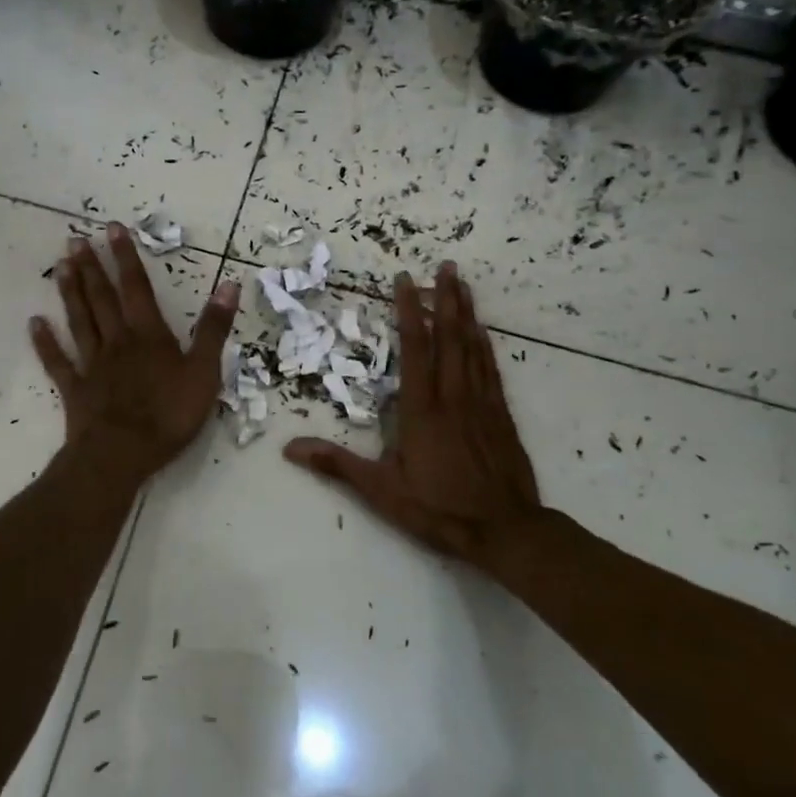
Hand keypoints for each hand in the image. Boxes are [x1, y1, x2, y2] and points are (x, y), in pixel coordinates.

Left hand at [31, 224, 239, 481]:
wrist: (122, 455)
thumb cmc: (168, 414)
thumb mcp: (204, 371)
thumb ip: (213, 328)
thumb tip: (229, 284)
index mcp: (148, 335)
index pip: (136, 288)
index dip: (126, 257)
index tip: (112, 228)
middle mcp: (117, 341)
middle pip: (102, 298)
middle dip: (91, 267)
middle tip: (75, 239)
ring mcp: (92, 365)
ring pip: (79, 321)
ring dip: (70, 292)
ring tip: (60, 266)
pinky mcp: (75, 389)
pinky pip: (58, 361)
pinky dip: (46, 342)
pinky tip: (35, 323)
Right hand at [283, 262, 542, 572]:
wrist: (506, 531)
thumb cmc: (439, 509)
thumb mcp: (382, 491)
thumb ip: (337, 465)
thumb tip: (289, 448)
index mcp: (422, 408)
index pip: (415, 347)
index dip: (409, 311)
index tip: (406, 281)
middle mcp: (453, 396)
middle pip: (449, 337)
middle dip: (446, 298)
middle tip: (446, 265)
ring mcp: (481, 403)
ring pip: (473, 347)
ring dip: (467, 313)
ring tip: (463, 284)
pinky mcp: (501, 415)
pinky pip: (491, 370)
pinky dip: (486, 345)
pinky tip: (484, 331)